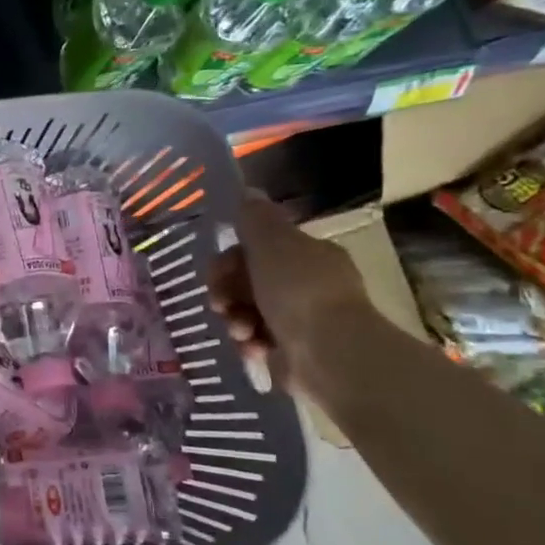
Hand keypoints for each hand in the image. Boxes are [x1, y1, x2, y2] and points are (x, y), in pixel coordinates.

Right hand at [211, 191, 367, 386]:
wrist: (328, 353)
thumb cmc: (298, 291)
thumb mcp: (271, 243)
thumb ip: (255, 218)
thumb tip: (248, 190)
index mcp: (309, 255)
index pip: (260, 249)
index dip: (230, 258)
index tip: (216, 272)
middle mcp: (309, 285)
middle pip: (249, 281)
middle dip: (227, 292)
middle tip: (219, 303)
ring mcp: (303, 320)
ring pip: (249, 312)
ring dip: (235, 319)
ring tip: (239, 330)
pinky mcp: (294, 353)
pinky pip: (258, 341)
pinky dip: (249, 344)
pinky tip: (251, 347)